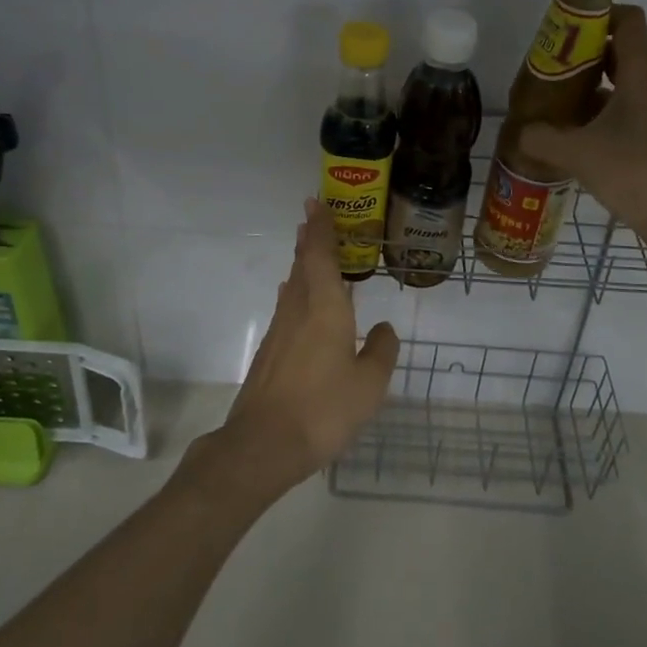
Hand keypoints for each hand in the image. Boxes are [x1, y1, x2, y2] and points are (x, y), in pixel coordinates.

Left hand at [200, 199, 398, 500]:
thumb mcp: (369, 384)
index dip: (320, 227)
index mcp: (324, 308)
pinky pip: (287, 307)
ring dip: (301, 263)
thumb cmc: (323, 409)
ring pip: (292, 285)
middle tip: (314, 217)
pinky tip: (300, 302)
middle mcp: (298, 310)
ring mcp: (279, 331)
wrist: (264, 445)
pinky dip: (297, 291)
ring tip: (309, 251)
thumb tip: (382, 329)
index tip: (316, 202)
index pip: (320, 255)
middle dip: (308, 239)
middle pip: (302, 265)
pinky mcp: (270, 352)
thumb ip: (380, 351)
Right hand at [519, 5, 646, 260]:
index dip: (598, 14)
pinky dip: (595, 117)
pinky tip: (569, 138)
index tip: (563, 27)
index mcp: (641, 78)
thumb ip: (544, 140)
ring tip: (549, 103)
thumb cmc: (638, 175)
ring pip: (618, 87)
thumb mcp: (580, 156)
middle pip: (619, 53)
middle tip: (545, 68)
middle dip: (580, 55)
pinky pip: (621, 115)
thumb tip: (521, 132)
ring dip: (586, 89)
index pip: (629, 22)